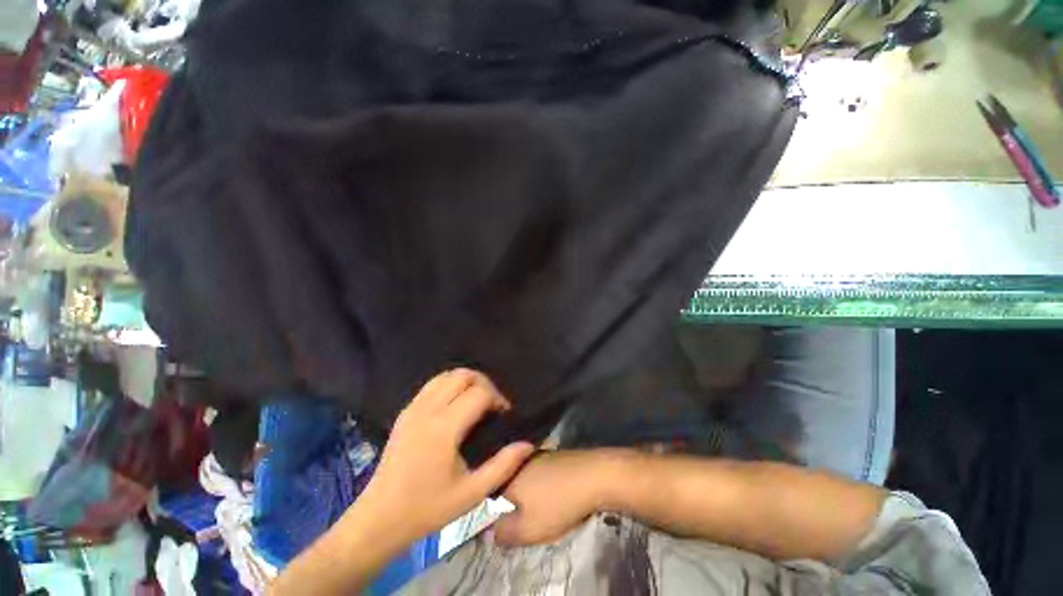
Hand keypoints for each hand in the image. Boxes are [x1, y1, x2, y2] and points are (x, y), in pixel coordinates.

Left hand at [357, 369, 535, 543]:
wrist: (379, 518)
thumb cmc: (428, 509)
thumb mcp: (472, 493)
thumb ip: (503, 465)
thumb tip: (528, 444)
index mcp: (444, 428)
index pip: (479, 392)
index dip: (497, 398)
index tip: (503, 414)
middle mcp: (428, 410)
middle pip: (463, 375)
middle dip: (483, 383)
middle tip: (491, 404)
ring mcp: (413, 408)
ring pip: (446, 375)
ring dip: (466, 381)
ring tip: (475, 401)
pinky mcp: (405, 412)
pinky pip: (432, 385)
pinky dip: (449, 385)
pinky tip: (455, 406)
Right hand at [494, 450, 625, 545]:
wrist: (594, 476)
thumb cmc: (559, 504)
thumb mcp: (529, 529)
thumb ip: (505, 533)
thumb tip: (490, 532)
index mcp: (509, 478)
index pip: (490, 497)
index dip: (493, 513)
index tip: (504, 525)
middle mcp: (520, 462)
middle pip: (508, 486)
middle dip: (512, 504)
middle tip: (524, 520)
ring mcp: (538, 455)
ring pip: (525, 478)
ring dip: (528, 494)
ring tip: (541, 510)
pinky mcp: (554, 455)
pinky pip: (539, 472)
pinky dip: (542, 485)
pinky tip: (554, 495)